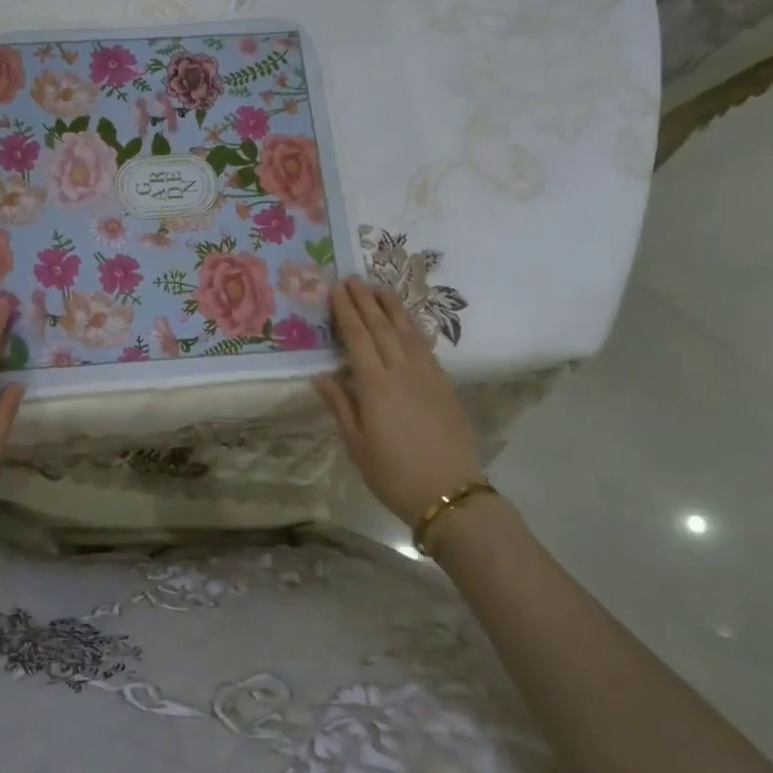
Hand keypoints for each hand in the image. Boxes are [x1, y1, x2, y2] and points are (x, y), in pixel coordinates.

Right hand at [314, 276, 484, 526]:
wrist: (450, 493)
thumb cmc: (394, 474)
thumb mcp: (357, 444)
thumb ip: (341, 405)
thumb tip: (322, 375)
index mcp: (376, 386)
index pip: (358, 338)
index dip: (347, 312)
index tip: (336, 289)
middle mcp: (402, 371)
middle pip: (382, 327)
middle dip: (366, 301)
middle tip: (353, 278)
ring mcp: (428, 376)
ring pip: (408, 331)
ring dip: (392, 307)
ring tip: (379, 287)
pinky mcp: (446, 385)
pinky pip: (426, 346)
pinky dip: (413, 328)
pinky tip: (408, 322)